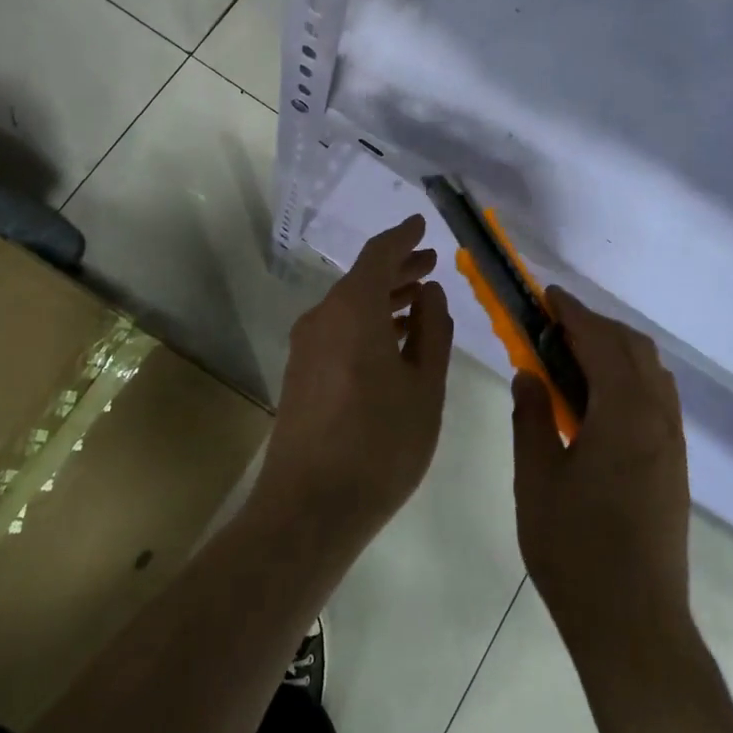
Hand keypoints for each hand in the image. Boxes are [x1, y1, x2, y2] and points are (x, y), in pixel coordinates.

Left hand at [259, 215, 454, 552]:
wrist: (309, 507)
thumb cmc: (380, 443)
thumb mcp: (424, 387)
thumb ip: (432, 331)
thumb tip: (430, 293)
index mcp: (353, 309)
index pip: (379, 254)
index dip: (403, 237)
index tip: (422, 225)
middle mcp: (322, 318)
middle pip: (362, 279)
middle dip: (398, 269)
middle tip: (431, 265)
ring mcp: (306, 347)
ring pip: (349, 307)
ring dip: (384, 298)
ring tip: (420, 301)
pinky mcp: (300, 374)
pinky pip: (338, 331)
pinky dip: (368, 324)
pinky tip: (393, 342)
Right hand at [512, 288, 690, 658]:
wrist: (634, 624)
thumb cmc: (575, 550)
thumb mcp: (537, 479)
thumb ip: (531, 418)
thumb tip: (529, 375)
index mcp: (624, 415)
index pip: (600, 342)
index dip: (573, 313)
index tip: (547, 296)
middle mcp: (658, 419)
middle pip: (634, 349)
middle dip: (596, 326)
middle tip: (553, 327)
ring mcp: (672, 443)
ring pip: (651, 373)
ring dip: (616, 351)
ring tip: (572, 361)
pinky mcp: (675, 466)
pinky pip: (657, 399)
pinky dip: (630, 380)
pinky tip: (598, 403)